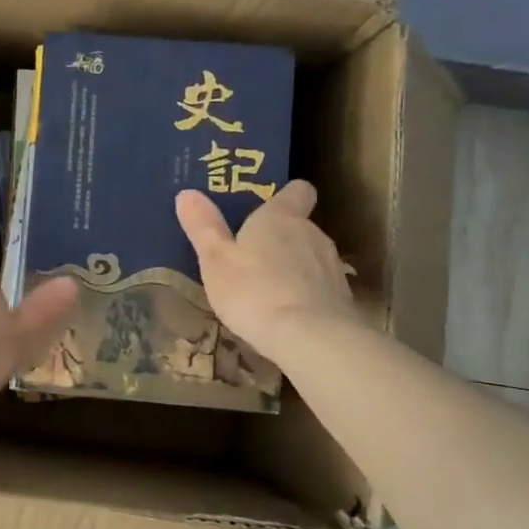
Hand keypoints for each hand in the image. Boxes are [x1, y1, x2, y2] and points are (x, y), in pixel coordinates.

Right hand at [175, 180, 358, 357]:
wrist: (310, 338)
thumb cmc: (253, 291)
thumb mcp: (215, 260)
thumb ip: (203, 226)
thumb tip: (187, 193)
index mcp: (280, 218)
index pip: (297, 191)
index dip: (285, 196)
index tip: (268, 207)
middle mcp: (312, 233)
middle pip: (300, 225)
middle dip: (280, 237)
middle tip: (251, 255)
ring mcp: (331, 265)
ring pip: (310, 256)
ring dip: (293, 266)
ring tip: (267, 288)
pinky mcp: (342, 297)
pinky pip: (319, 286)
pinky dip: (305, 293)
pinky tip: (287, 313)